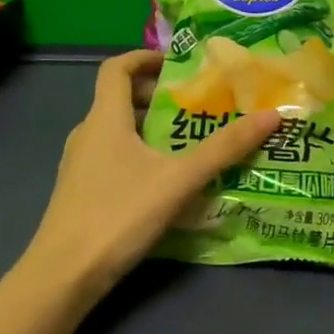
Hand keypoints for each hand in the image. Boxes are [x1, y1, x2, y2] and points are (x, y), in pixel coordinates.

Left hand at [20, 51, 279, 302]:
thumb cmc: (118, 215)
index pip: (116, 67)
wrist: (62, 277)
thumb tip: (271, 115)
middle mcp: (87, 134)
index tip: (177, 64)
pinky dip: (138, 154)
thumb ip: (224, 148)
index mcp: (104, 118)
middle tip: (195, 104)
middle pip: (118, 98)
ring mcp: (79, 165)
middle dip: (156, 96)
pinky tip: (164, 181)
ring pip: (116, 130)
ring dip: (149, 127)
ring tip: (187, 141)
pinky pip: (112, 157)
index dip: (144, 57)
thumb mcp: (179, 180)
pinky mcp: (80, 193)